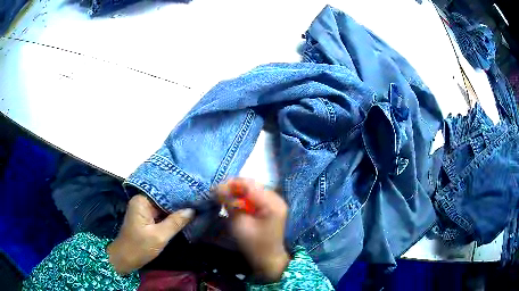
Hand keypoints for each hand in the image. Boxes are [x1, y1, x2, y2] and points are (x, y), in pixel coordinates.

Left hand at [107, 194, 193, 274]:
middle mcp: (142, 201)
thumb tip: (192, 210)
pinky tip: (184, 215)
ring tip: (195, 205)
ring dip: (176, 208)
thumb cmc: (140, 247)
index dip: (180, 194)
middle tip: (198, 199)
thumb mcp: (160, 236)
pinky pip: (160, 213)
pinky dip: (170, 215)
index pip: (164, 192)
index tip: (196, 194)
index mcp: (142, 200)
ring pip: (163, 206)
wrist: (125, 259)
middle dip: (179, 201)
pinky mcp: (145, 217)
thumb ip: (176, 222)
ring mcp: (143, 209)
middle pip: (163, 198)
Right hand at [215, 179, 289, 281]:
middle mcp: (277, 198)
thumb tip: (219, 189)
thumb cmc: (254, 244)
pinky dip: (244, 197)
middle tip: (218, 193)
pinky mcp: (272, 206)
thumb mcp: (239, 225)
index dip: (231, 184)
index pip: (250, 185)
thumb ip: (231, 205)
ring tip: (224, 196)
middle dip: (234, 186)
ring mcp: (276, 202)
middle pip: (253, 184)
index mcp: (272, 203)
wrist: (269, 259)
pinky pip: (256, 196)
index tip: (215, 189)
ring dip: (238, 191)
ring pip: (254, 188)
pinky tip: (235, 202)